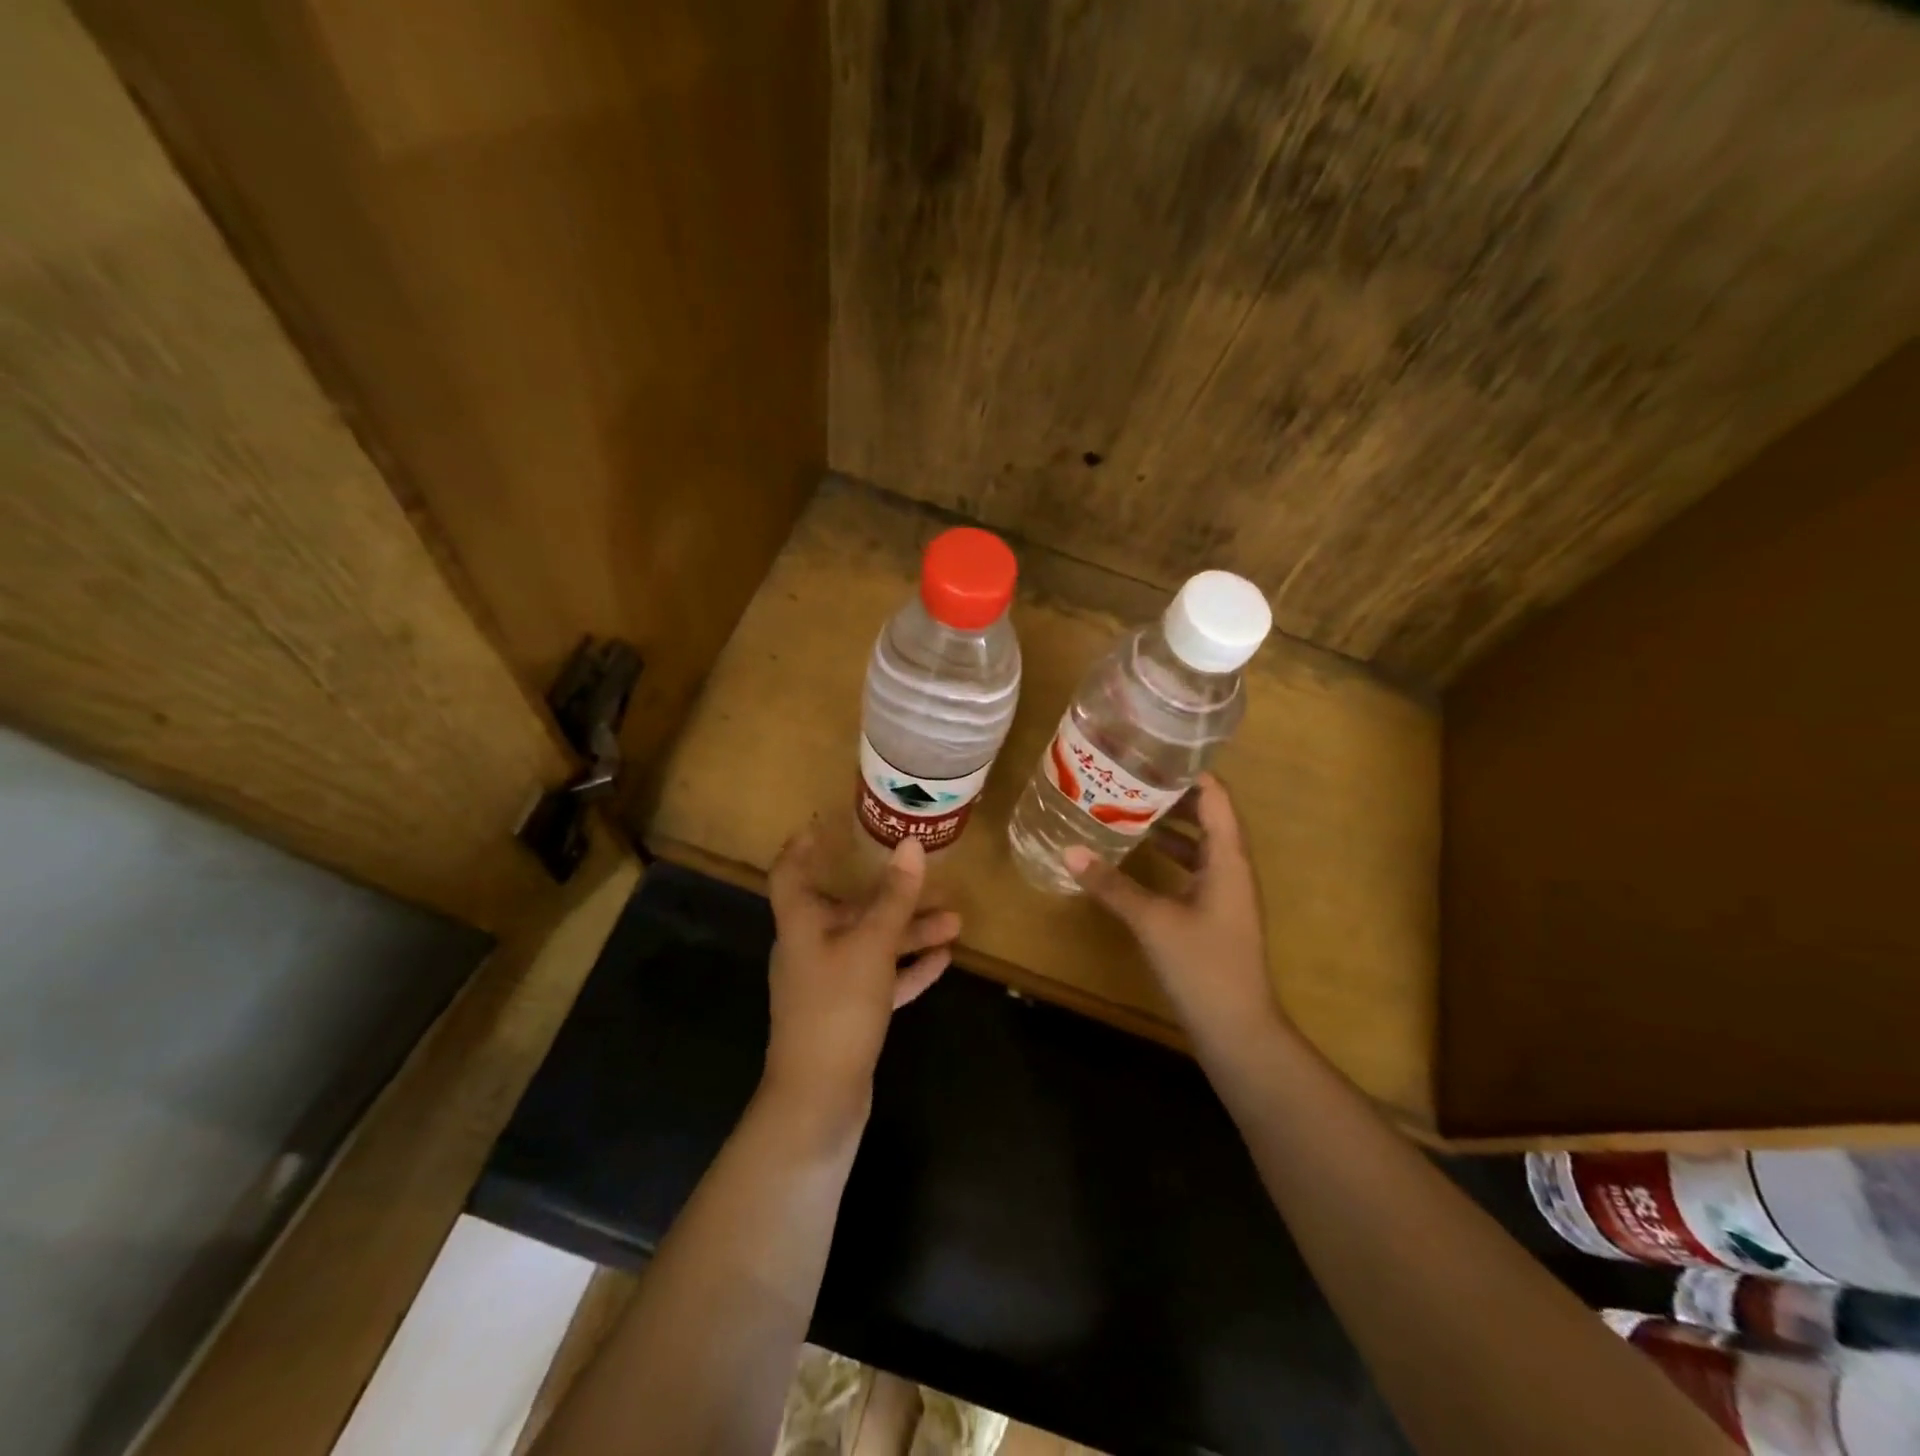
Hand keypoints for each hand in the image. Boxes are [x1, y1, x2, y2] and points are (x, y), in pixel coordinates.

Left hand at [763, 827, 958, 1115]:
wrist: (819, 1101)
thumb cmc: (836, 1009)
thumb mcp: (871, 947)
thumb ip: (893, 898)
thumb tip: (911, 845)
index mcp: (801, 925)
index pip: (790, 873)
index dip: (803, 847)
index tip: (825, 825)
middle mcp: (810, 949)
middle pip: (847, 910)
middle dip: (889, 896)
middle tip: (926, 878)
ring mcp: (829, 985)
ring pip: (871, 945)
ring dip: (909, 933)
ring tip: (955, 922)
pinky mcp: (848, 1015)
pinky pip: (881, 979)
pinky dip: (907, 968)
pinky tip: (942, 961)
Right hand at [1064, 774, 1282, 1060]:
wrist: (1237, 1029)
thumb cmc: (1203, 966)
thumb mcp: (1153, 921)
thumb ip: (1112, 885)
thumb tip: (1070, 851)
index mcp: (1228, 859)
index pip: (1216, 797)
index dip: (1189, 773)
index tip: (1151, 754)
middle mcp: (1230, 867)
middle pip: (1207, 816)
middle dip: (1171, 796)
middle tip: (1129, 777)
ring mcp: (1224, 892)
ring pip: (1197, 843)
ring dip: (1167, 825)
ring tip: (1126, 808)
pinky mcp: (1213, 913)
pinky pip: (1190, 868)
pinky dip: (1167, 856)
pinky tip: (1136, 857)